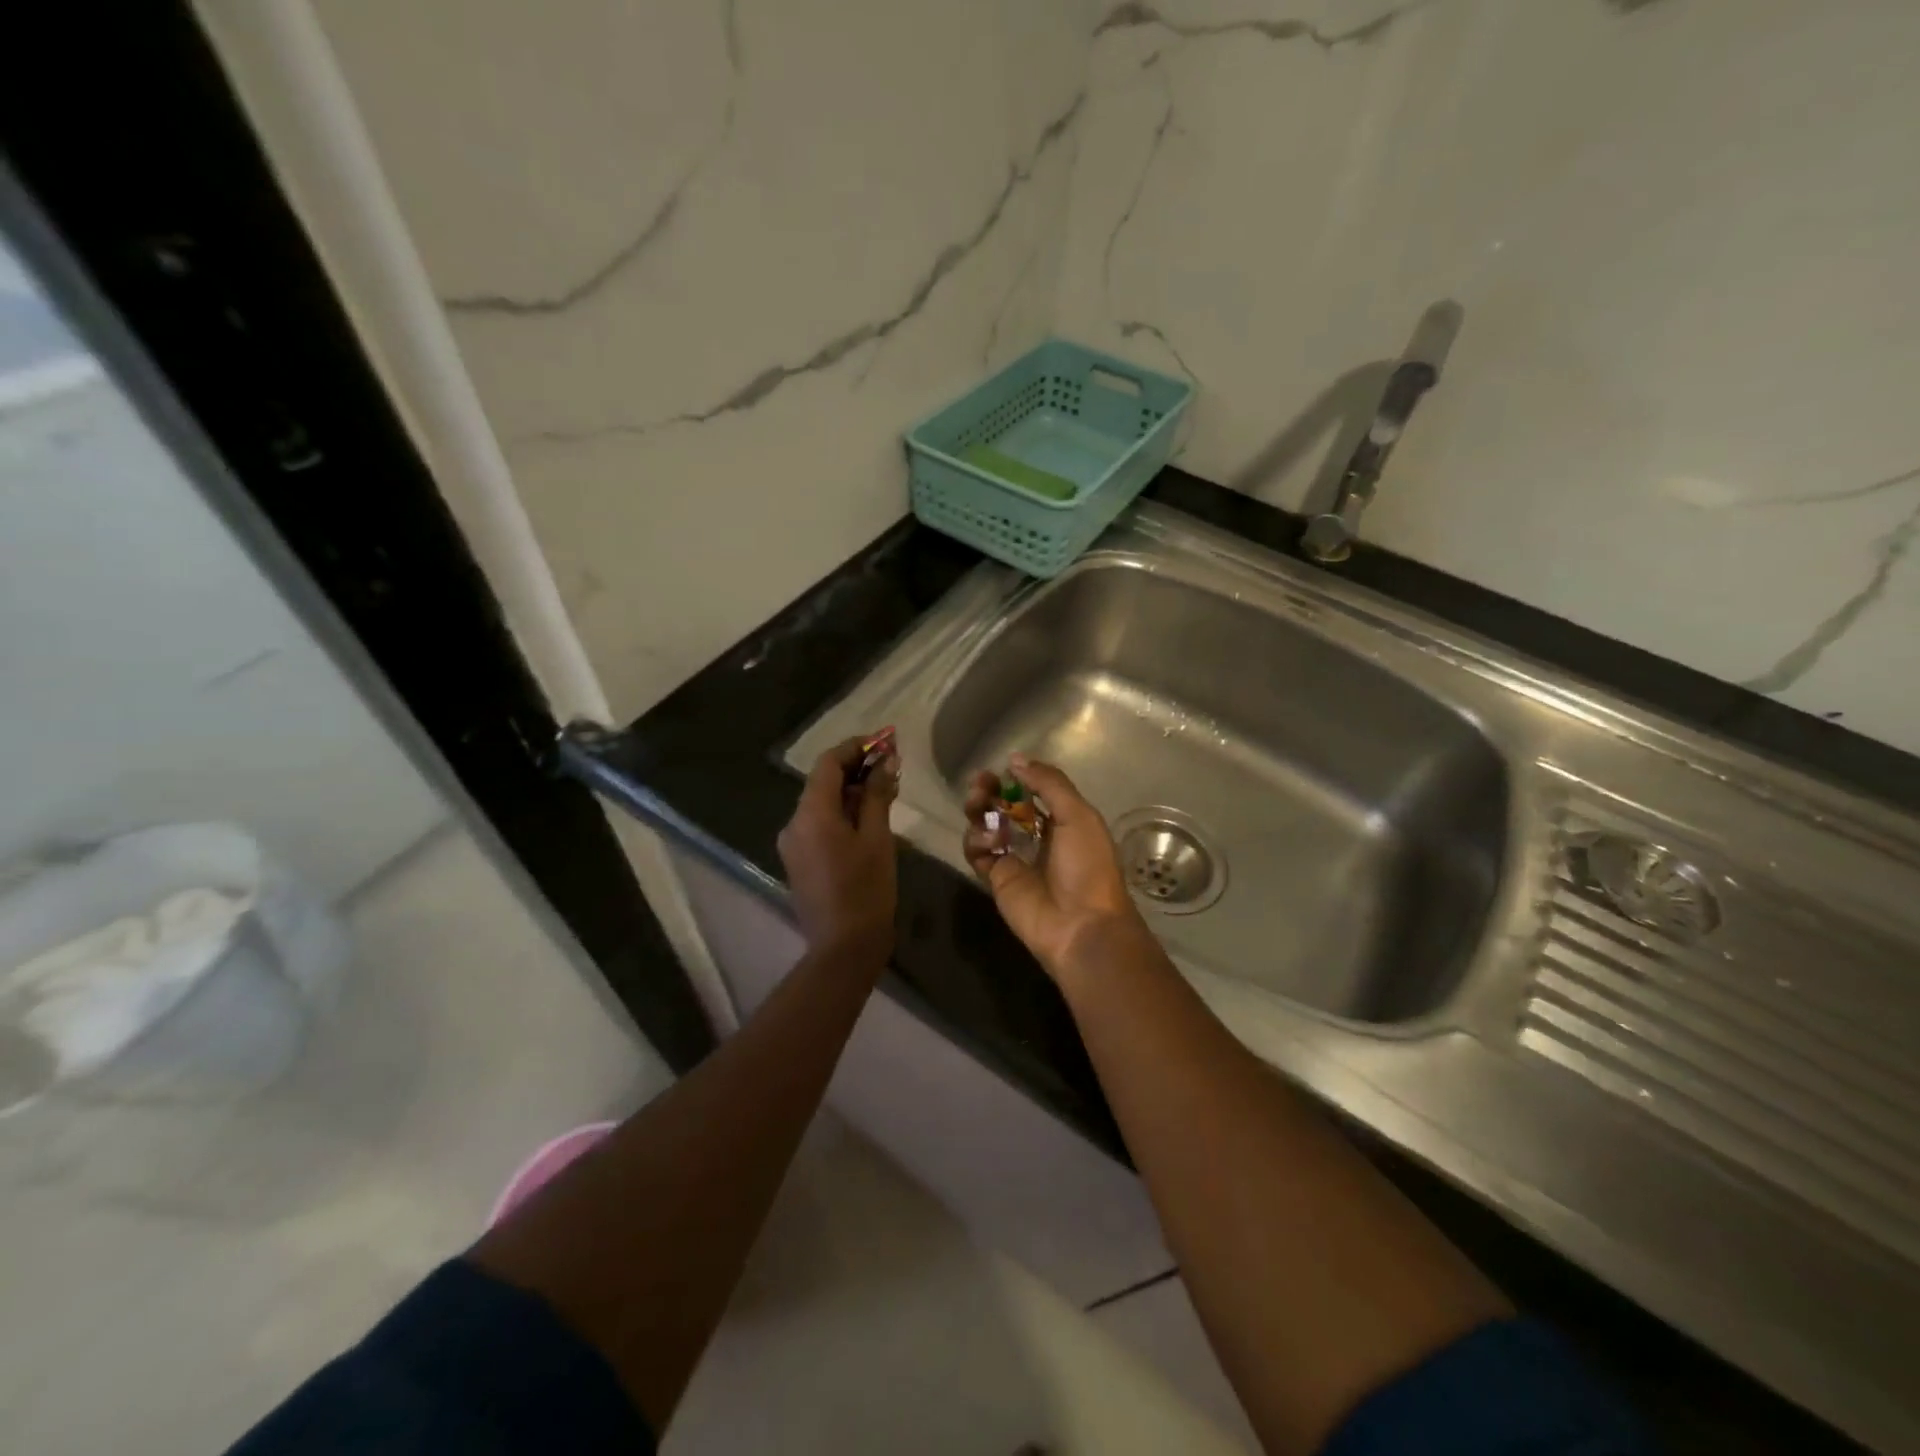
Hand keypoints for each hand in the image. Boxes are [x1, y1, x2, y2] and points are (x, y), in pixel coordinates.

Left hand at [778, 735, 899, 963]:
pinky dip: (841, 814)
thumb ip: (877, 795)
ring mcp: (792, 844)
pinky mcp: (798, 861)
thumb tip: (885, 761)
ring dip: (850, 792)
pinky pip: (818, 824)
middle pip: (822, 782)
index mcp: (811, 813)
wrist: (843, 947)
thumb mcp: (877, 838)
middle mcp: (794, 823)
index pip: (828, 763)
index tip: (883, 741)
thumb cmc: (866, 889)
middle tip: (890, 765)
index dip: (855, 747)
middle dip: (855, 769)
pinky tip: (867, 819)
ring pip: (820, 804)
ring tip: (884, 791)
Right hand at [963, 754, 1146, 979]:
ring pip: (985, 825)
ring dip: (979, 810)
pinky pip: (976, 852)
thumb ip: (1049, 784)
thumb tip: (1015, 759)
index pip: (1031, 791)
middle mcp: (1036, 836)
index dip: (1015, 778)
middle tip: (980, 783)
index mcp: (1062, 820)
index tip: (1002, 768)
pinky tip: (990, 842)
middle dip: (990, 790)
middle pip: (1003, 805)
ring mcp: (1014, 857)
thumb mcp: (1078, 815)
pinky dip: (977, 840)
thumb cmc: (1087, 867)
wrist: (1081, 925)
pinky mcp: (995, 878)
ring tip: (979, 807)